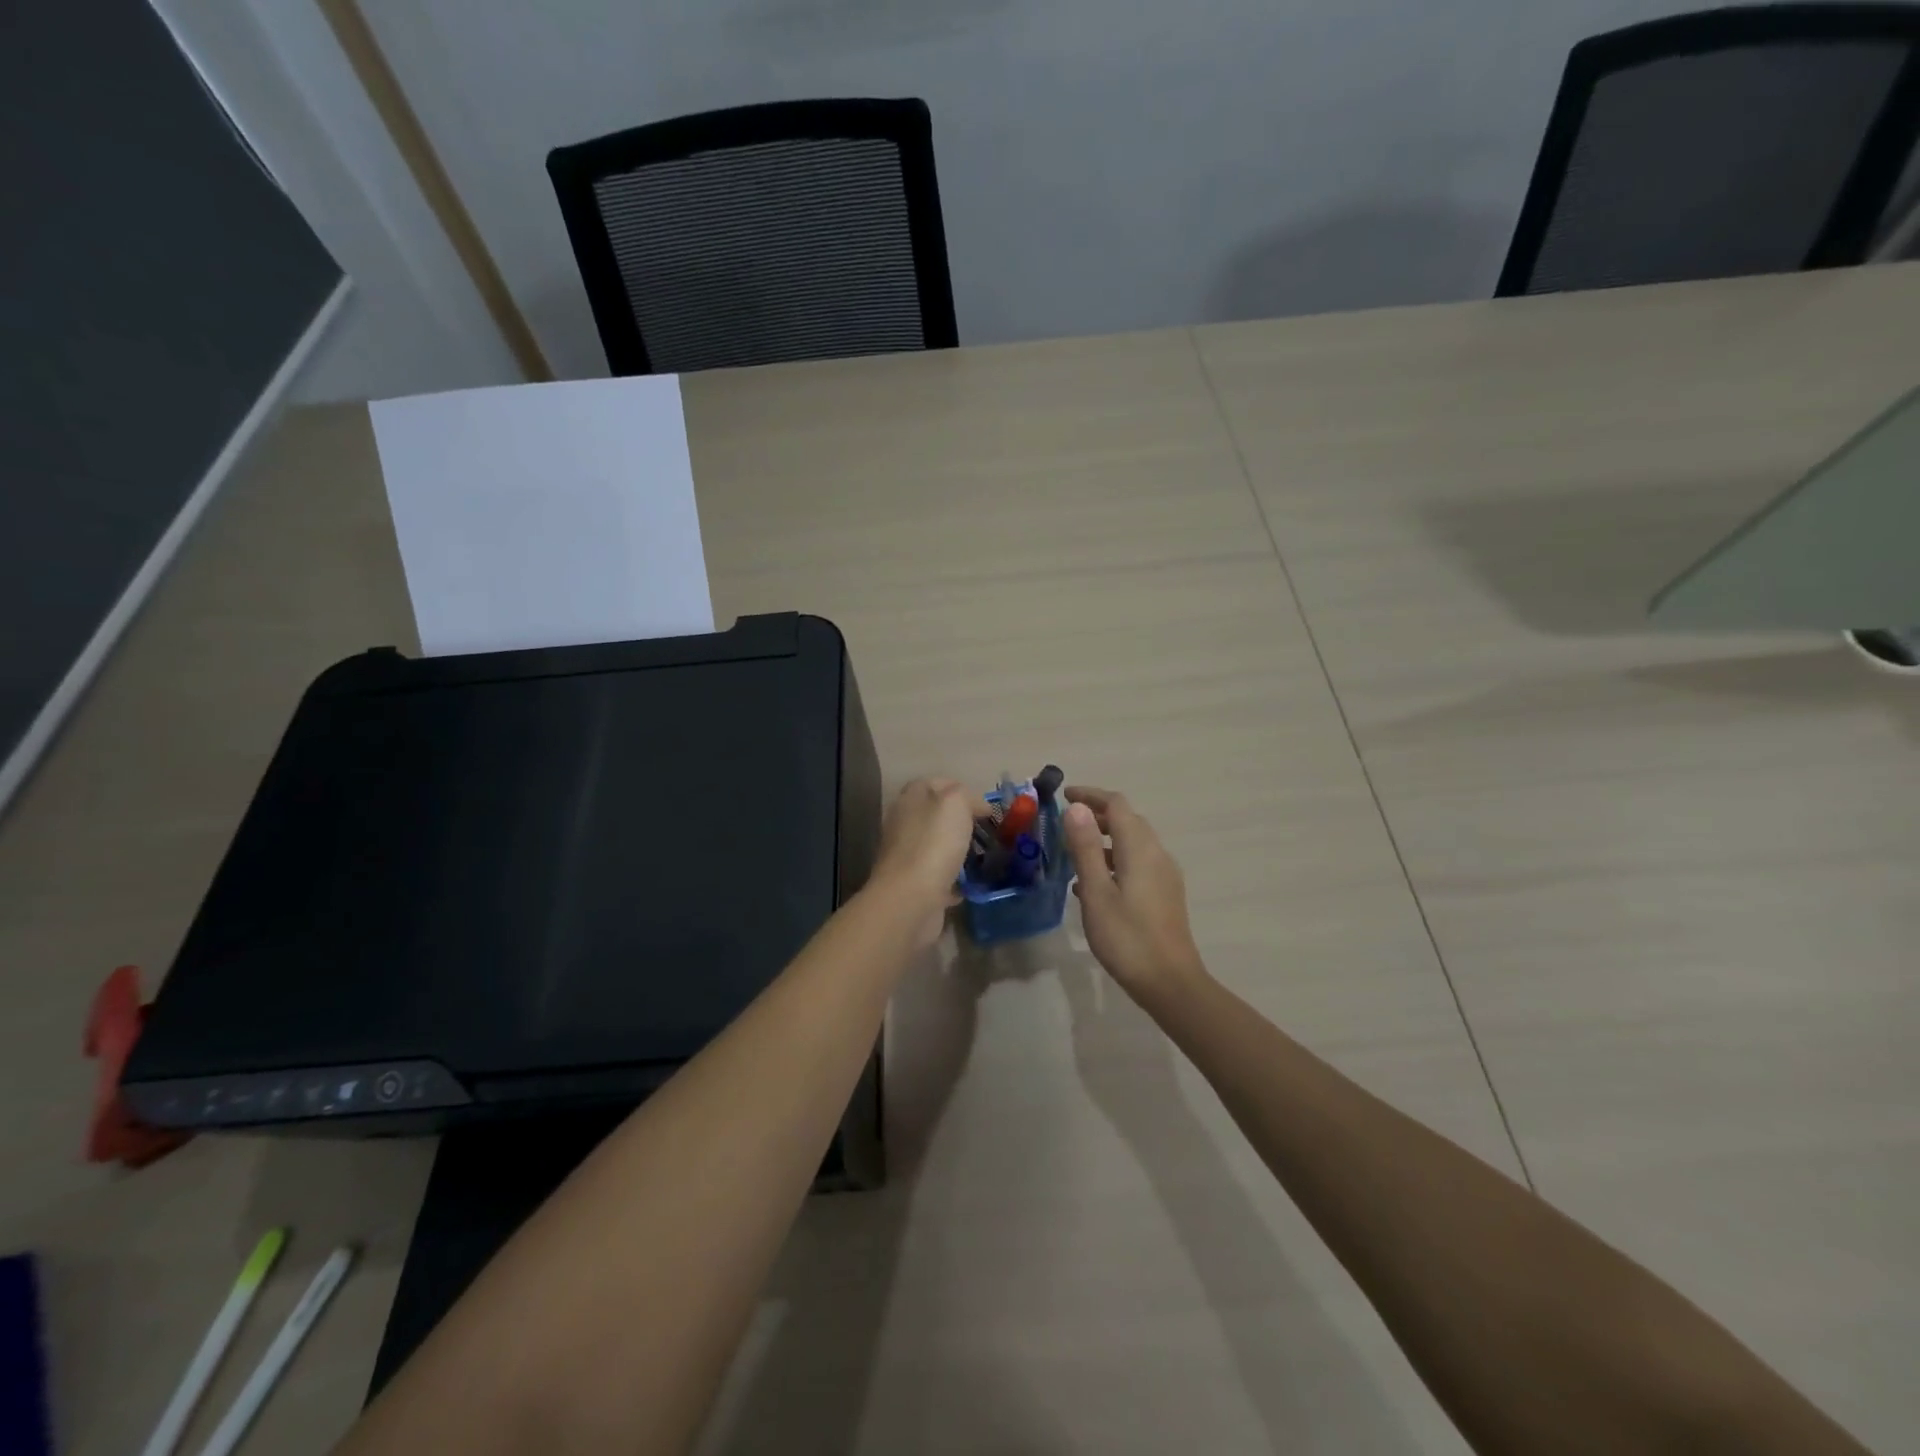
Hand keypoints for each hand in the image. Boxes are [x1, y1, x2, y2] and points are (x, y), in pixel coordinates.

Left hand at [869, 778, 978, 933]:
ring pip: (939, 846)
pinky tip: (973, 884)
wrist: (911, 899)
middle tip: (990, 832)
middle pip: (938, 816)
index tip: (987, 808)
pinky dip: (955, 880)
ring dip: (961, 851)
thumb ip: (967, 795)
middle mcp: (905, 823)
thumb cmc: (934, 844)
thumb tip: (977, 806)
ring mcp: (907, 855)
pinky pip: (940, 876)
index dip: (964, 790)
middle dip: (964, 822)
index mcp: (911, 798)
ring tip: (987, 858)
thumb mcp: (955, 803)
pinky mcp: (914, 884)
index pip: (938, 783)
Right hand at [1061, 786, 1206, 1003]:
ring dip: (1105, 840)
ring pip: (1133, 843)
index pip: (1116, 804)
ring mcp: (1164, 875)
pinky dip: (1114, 861)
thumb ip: (1086, 847)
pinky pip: (1137, 864)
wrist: (1170, 983)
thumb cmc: (1127, 937)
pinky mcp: (1165, 895)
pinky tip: (1092, 885)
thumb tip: (1075, 808)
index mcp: (1140, 848)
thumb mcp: (1096, 892)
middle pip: (1128, 820)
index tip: (1063, 796)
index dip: (1090, 795)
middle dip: (1097, 815)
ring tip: (1073, 853)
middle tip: (1065, 824)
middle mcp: (1157, 854)